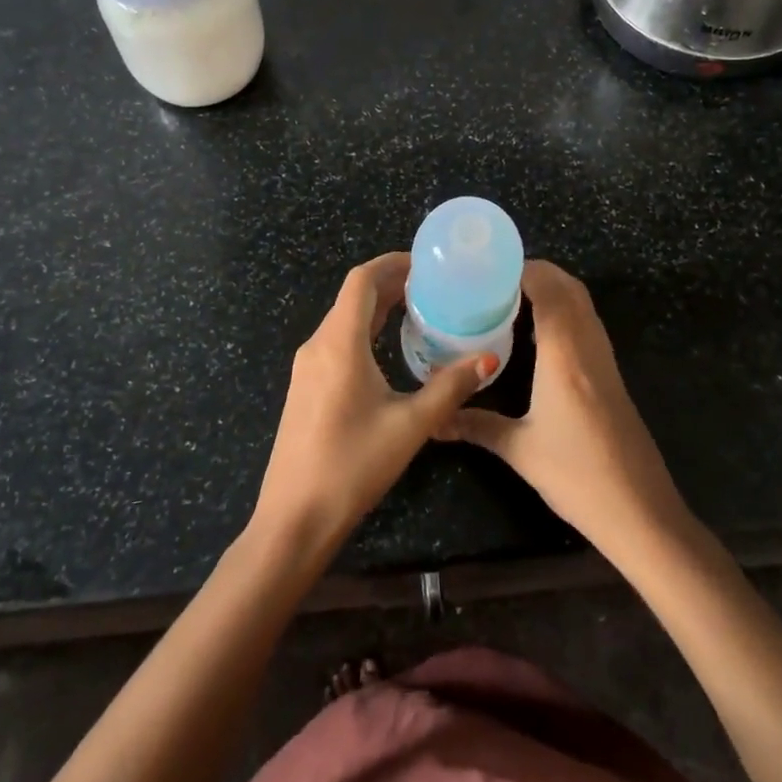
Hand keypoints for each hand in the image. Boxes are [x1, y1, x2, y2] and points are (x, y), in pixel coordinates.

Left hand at [251, 253, 493, 557]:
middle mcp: (318, 345)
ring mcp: (307, 367)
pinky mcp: (305, 387)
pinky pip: (337, 341)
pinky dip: (364, 330)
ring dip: (377, 307)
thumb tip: (488, 358)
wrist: (294, 518)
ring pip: (343, 319)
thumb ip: (450, 387)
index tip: (425, 263)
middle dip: (390, 283)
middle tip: (432, 285)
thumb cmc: (352, 465)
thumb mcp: (410, 425)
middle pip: (353, 297)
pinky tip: (388, 349)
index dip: (392, 263)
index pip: (361, 280)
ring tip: (417, 309)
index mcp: (339, 343)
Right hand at [440, 260, 689, 562]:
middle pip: (569, 288)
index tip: (486, 268)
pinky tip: (538, 335)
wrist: (640, 511)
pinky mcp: (612, 375)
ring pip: (582, 304)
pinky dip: (564, 312)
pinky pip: (587, 325)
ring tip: (509, 298)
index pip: (548, 289)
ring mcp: (605, 360)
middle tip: (494, 280)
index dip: (521, 269)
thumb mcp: (520, 451)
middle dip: (536, 273)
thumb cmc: (578, 476)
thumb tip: (433, 420)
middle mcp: (589, 347)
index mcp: (565, 355)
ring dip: (552, 290)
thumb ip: (475, 425)